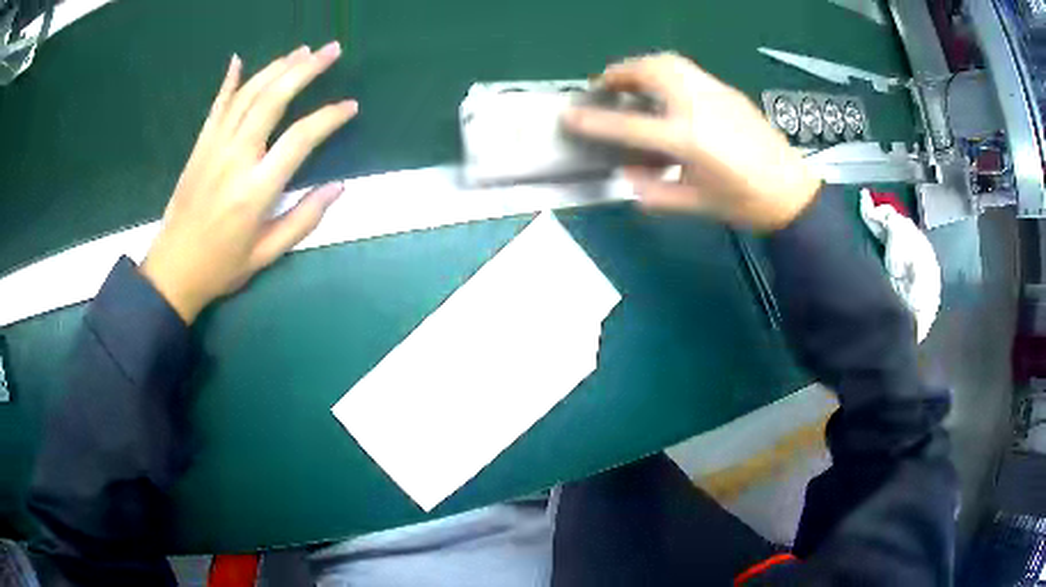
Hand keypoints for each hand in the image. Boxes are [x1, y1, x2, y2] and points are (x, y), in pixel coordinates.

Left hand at [142, 42, 357, 323]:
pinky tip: (239, 61)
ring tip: (301, 51)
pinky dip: (229, 81)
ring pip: (248, 95)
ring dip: (276, 68)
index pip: (300, 139)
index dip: (328, 118)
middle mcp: (235, 158)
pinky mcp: (200, 147)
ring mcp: (214, 147)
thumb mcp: (266, 254)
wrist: (172, 270)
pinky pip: (216, 106)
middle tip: (331, 50)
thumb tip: (339, 187)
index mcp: (256, 189)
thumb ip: (303, 219)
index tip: (351, 106)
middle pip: (273, 100)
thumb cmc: (221, 266)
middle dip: (305, 70)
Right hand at [562, 53, 821, 231]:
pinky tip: (665, 91)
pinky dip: (664, 71)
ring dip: (641, 67)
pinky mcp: (727, 91)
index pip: (629, 124)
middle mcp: (697, 106)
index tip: (569, 115)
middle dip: (618, 73)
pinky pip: (687, 70)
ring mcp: (714, 93)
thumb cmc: (744, 203)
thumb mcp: (696, 204)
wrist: (791, 192)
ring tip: (631, 82)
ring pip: (669, 62)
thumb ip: (655, 191)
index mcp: (688, 138)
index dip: (595, 120)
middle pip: (649, 72)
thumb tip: (628, 174)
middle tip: (604, 87)